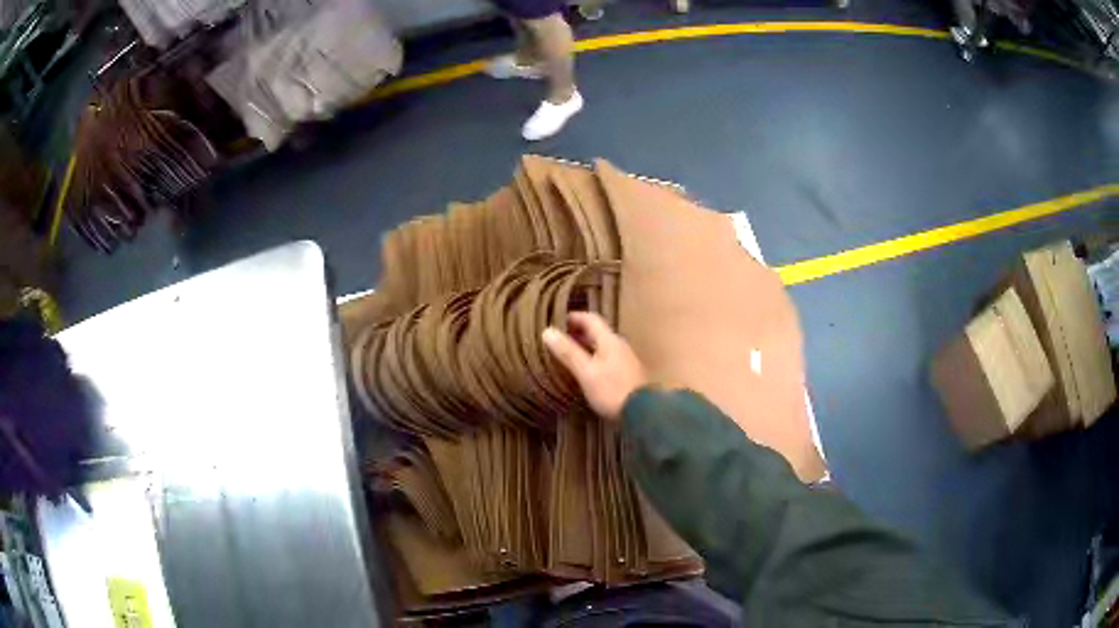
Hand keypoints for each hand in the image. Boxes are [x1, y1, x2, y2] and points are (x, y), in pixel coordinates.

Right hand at [542, 312, 648, 420]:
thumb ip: (568, 352)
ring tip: (568, 356)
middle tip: (559, 339)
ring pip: (602, 346)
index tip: (557, 320)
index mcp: (609, 340)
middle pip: (597, 332)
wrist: (643, 412)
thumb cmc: (612, 389)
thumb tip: (547, 331)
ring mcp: (625, 359)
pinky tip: (586, 372)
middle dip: (578, 333)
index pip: (591, 319)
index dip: (574, 317)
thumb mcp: (586, 371)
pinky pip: (607, 359)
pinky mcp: (628, 374)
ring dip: (586, 347)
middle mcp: (619, 345)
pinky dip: (594, 359)